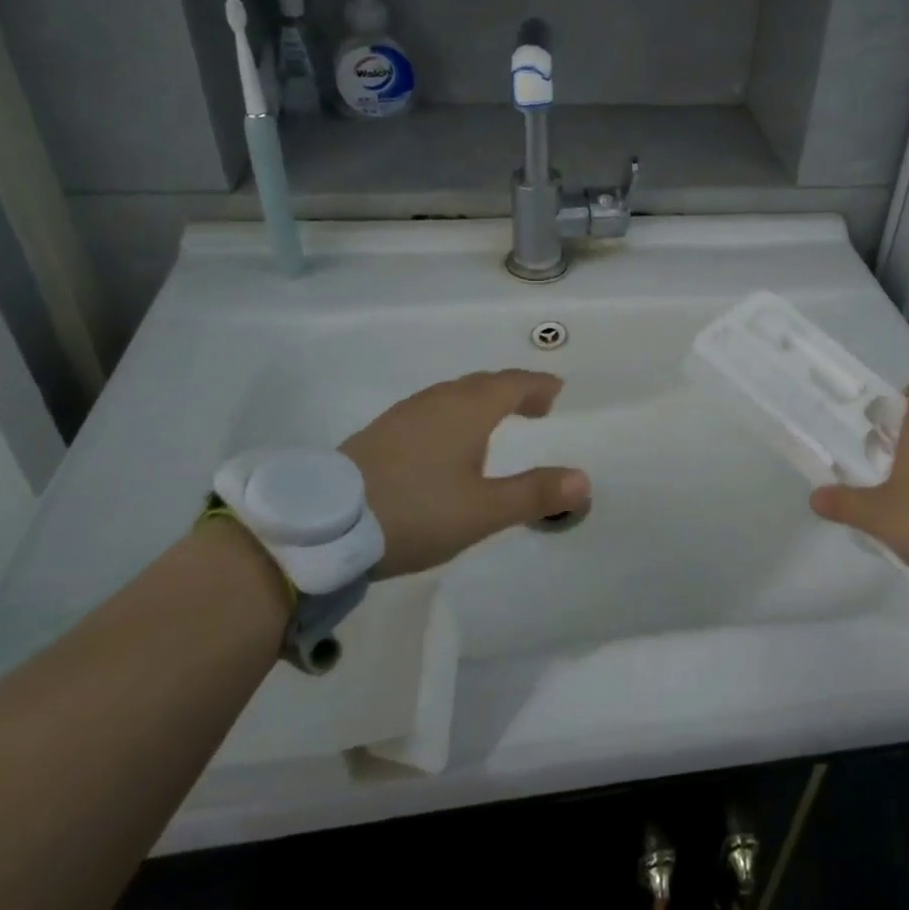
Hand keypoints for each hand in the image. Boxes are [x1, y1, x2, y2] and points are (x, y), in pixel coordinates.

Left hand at [339, 369, 589, 577]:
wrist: (324, 525)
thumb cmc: (416, 511)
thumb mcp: (483, 510)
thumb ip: (534, 494)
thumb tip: (584, 480)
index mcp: (467, 411)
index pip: (511, 384)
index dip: (537, 386)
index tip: (556, 392)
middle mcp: (437, 402)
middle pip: (482, 384)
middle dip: (513, 391)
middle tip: (534, 407)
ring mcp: (404, 414)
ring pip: (453, 395)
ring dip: (482, 401)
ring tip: (495, 422)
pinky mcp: (380, 432)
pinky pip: (431, 409)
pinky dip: (454, 414)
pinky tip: (446, 442)